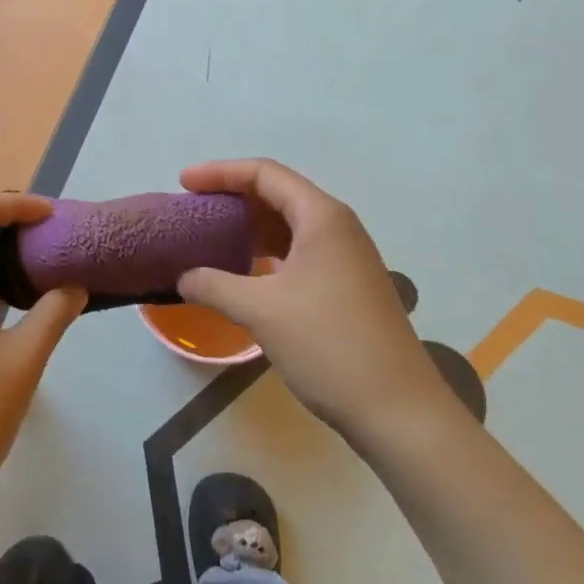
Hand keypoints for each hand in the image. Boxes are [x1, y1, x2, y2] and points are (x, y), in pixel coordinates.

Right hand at [176, 160, 458, 440]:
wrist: (400, 411)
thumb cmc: (330, 346)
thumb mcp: (262, 312)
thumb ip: (215, 285)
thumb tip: (183, 277)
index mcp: (321, 216)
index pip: (264, 174)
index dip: (220, 172)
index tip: (183, 183)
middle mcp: (337, 226)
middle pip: (278, 193)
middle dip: (233, 196)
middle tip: (194, 209)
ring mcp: (346, 256)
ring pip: (289, 224)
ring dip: (250, 226)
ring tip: (212, 236)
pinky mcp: (347, 284)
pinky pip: (299, 250)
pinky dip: (268, 251)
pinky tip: (245, 271)